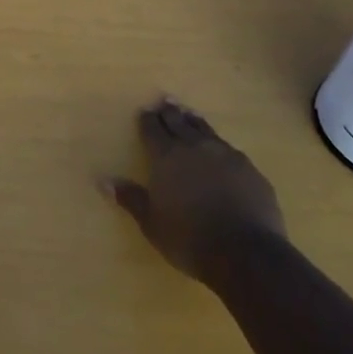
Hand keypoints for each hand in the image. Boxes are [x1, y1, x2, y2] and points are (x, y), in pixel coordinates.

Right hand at [101, 98, 284, 281]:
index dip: (147, 120)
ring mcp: (226, 155)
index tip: (144, 110)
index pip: (153, 130)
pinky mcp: (250, 169)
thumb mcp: (152, 223)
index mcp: (167, 157)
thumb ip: (130, 197)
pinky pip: (229, 148)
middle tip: (165, 101)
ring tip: (189, 113)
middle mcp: (195, 148)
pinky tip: (220, 147)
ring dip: (194, 121)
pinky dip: (218, 143)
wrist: (246, 253)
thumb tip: (102, 180)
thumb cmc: (189, 239)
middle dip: (169, 112)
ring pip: (205, 130)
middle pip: (179, 123)